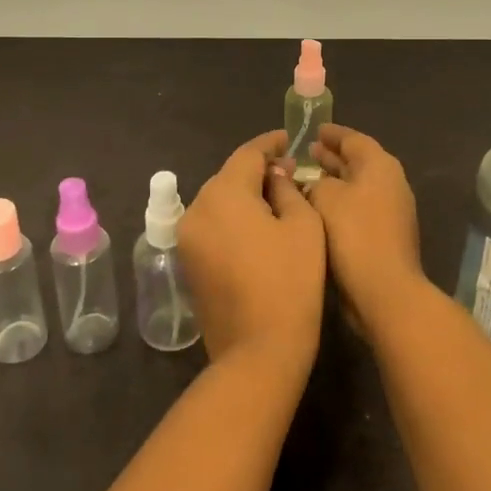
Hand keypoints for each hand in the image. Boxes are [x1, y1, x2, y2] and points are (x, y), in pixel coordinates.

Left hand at [178, 131, 325, 374]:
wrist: (257, 351)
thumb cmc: (290, 283)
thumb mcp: (302, 226)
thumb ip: (288, 189)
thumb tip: (275, 176)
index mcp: (223, 193)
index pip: (247, 154)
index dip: (270, 143)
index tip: (289, 139)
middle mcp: (196, 208)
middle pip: (229, 176)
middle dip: (257, 170)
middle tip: (289, 172)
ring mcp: (187, 238)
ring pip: (218, 201)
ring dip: (244, 195)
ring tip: (275, 199)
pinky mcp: (187, 262)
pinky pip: (212, 225)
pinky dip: (232, 219)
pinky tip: (256, 227)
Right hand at [306, 124, 425, 337]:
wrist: (383, 290)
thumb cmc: (353, 234)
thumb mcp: (325, 197)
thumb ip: (316, 181)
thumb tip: (315, 184)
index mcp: (380, 166)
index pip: (354, 139)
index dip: (332, 133)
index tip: (313, 130)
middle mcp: (390, 183)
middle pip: (358, 162)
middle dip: (332, 157)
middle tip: (306, 152)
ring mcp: (390, 212)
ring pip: (356, 187)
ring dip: (333, 182)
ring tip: (305, 179)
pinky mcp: (384, 236)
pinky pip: (357, 209)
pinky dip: (338, 204)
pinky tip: (315, 211)